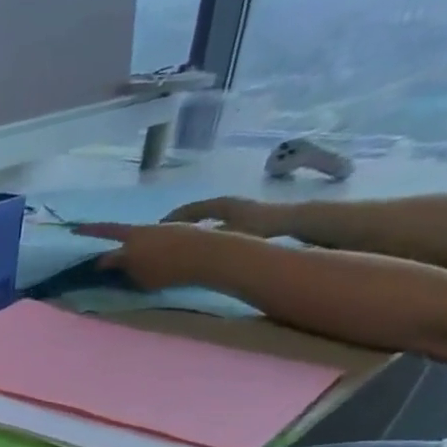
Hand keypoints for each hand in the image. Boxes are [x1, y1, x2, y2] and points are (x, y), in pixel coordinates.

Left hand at [71, 221, 235, 291]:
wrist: (204, 256)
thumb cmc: (190, 236)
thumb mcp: (163, 229)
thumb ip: (144, 236)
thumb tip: (136, 244)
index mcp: (136, 235)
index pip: (108, 231)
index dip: (90, 230)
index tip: (74, 231)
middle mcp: (129, 255)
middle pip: (108, 260)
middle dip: (107, 261)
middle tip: (111, 259)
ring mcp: (135, 272)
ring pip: (126, 271)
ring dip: (132, 267)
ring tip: (158, 261)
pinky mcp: (143, 286)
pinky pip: (138, 280)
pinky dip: (145, 276)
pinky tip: (163, 272)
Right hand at [160, 195, 289, 236]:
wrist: (291, 219)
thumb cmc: (259, 226)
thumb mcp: (230, 233)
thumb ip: (206, 238)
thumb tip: (183, 243)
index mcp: (217, 204)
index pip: (187, 210)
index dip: (171, 219)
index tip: (155, 230)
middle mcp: (222, 202)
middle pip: (193, 211)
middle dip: (176, 221)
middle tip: (161, 234)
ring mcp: (232, 207)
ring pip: (202, 215)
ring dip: (188, 224)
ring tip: (176, 236)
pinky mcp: (239, 213)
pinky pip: (211, 219)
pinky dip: (201, 226)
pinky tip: (198, 237)